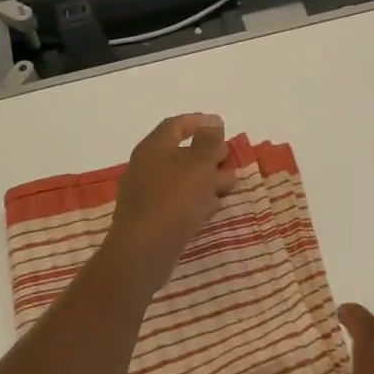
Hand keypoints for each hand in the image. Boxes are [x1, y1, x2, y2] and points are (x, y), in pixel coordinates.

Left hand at [105, 114, 237, 277]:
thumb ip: (209, 142)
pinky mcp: (150, 218)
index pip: (175, 125)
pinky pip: (177, 200)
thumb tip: (213, 124)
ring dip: (206, 178)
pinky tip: (212, 206)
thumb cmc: (173, 201)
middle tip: (229, 157)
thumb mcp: (198, 166)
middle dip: (207, 153)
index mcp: (153, 148)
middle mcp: (145, 167)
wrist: (143, 252)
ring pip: (180, 178)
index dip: (199, 122)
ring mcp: (146, 194)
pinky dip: (196, 198)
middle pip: (179, 152)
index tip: (222, 125)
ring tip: (230, 183)